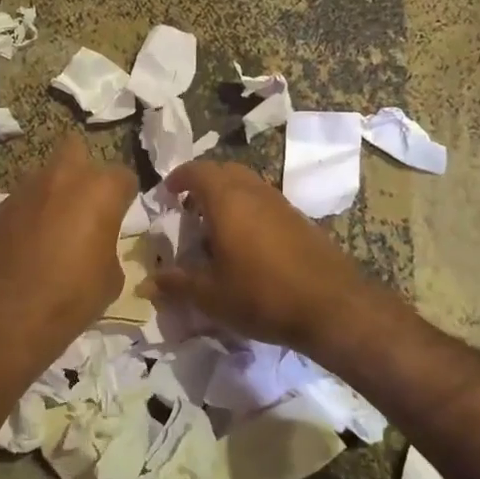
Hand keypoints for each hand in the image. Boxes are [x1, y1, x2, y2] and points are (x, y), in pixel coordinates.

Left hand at [0, 133, 135, 343]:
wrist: (10, 315)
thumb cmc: (73, 296)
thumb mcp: (111, 276)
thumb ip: (108, 244)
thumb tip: (97, 243)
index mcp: (99, 190)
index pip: (123, 176)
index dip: (124, 196)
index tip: (120, 216)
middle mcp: (61, 178)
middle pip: (76, 148)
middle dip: (83, 169)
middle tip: (84, 203)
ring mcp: (24, 190)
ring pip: (43, 174)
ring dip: (51, 191)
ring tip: (51, 225)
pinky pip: (19, 202)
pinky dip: (26, 215)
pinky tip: (25, 243)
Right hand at [151, 159, 377, 354]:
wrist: (332, 307)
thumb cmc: (262, 296)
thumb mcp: (210, 296)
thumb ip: (177, 284)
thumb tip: (147, 284)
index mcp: (227, 201)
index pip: (198, 171)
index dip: (179, 178)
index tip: (167, 194)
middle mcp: (255, 193)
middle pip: (225, 172)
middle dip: (204, 184)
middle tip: (188, 208)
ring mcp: (282, 205)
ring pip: (248, 186)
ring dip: (228, 197)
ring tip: (214, 227)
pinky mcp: (301, 221)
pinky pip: (266, 203)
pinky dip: (249, 211)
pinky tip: (246, 244)